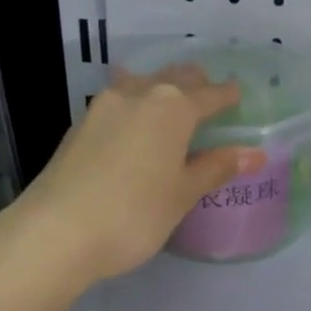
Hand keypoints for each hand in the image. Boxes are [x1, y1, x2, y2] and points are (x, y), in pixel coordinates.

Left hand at [6, 67, 265, 283]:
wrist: (55, 232)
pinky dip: (135, 103)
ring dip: (161, 87)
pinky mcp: (79, 125)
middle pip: (174, 78)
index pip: (209, 94)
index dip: (227, 95)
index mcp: (172, 107)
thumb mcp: (182, 194)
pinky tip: (134, 119)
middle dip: (195, 83)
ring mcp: (103, 107)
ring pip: (142, 82)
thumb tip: (255, 153)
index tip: (238, 96)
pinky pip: (118, 100)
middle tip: (209, 97)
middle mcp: (138, 94)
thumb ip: (216, 168)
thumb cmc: (134, 214)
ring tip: (172, 103)